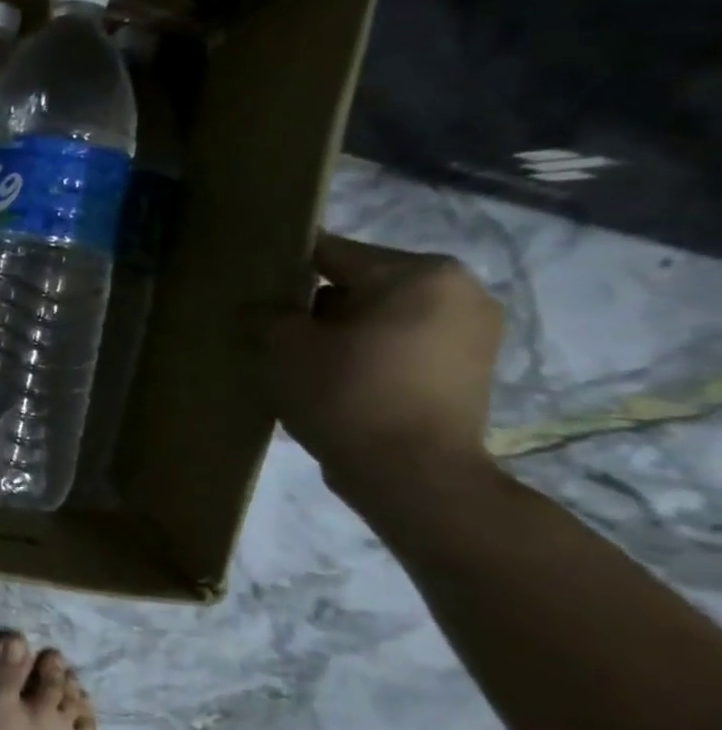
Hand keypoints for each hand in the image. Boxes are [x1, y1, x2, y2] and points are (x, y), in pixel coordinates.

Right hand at [251, 233, 503, 480]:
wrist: (412, 476)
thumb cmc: (347, 395)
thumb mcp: (284, 348)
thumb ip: (265, 314)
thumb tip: (258, 309)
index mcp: (418, 272)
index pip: (331, 253)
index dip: (284, 269)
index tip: (254, 290)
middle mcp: (459, 290)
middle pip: (362, 282)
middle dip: (318, 304)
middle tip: (277, 333)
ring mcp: (474, 331)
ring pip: (384, 314)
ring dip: (345, 330)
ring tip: (306, 359)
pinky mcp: (471, 368)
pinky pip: (405, 343)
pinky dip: (372, 352)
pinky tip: (339, 378)